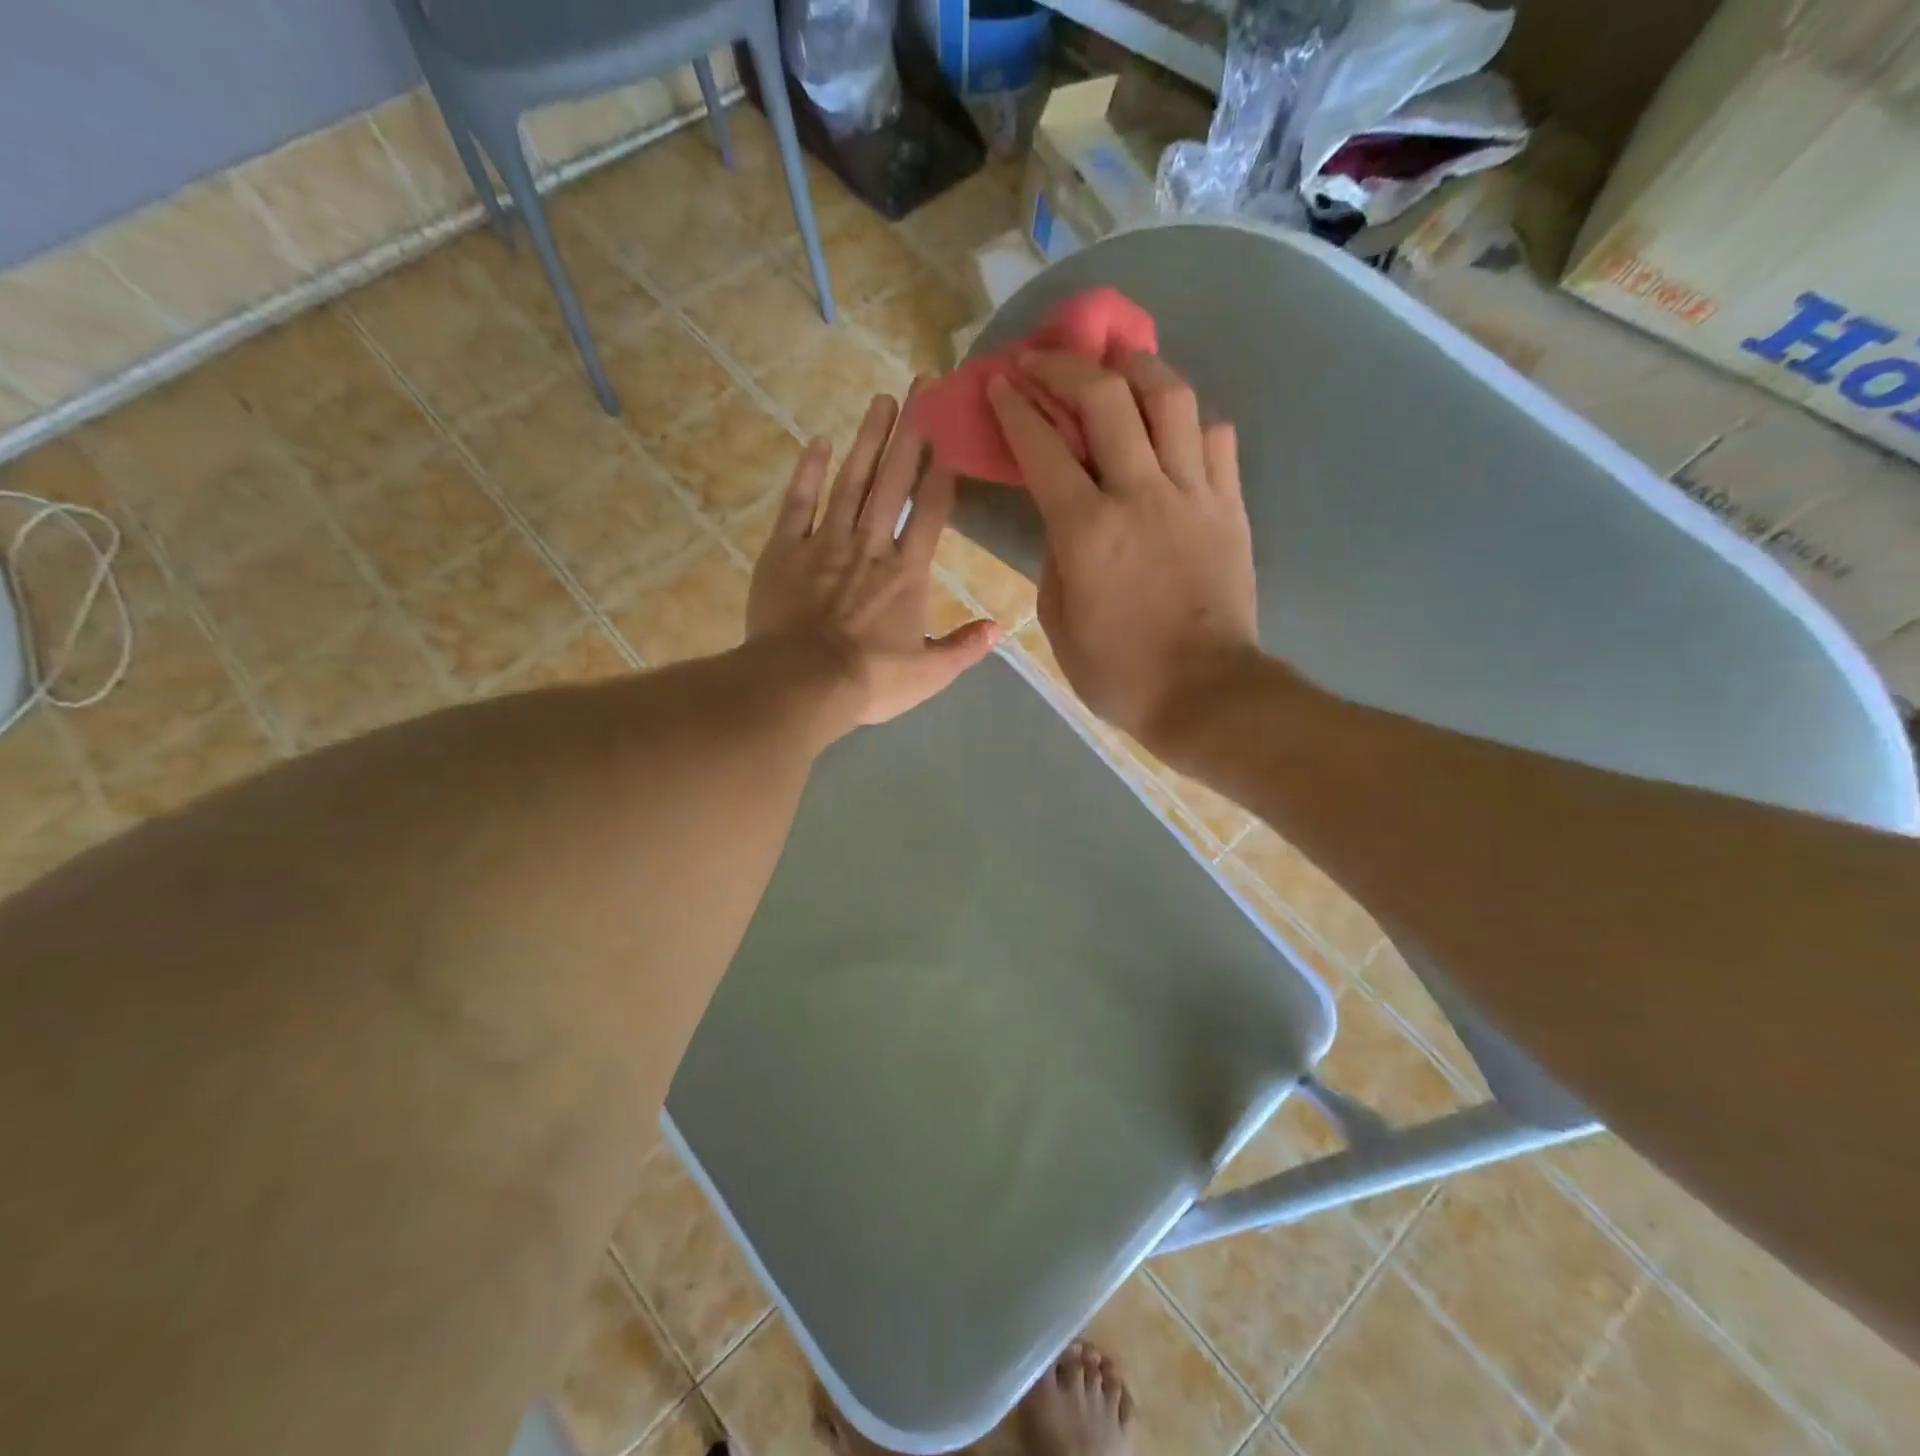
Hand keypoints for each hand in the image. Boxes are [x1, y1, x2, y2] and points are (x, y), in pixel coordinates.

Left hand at [748, 391, 1000, 732]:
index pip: (931, 510)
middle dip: (911, 433)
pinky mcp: (785, 551)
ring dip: (868, 439)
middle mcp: (871, 545)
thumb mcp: (929, 674)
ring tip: (881, 400)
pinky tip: (817, 441)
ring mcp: (825, 543)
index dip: (942, 469)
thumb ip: (965, 648)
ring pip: (851, 481)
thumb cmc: (869, 681)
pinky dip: (808, 472)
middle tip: (921, 385)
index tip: (950, 430)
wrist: (801, 684)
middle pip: (894, 481)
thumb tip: (1000, 627)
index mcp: (907, 572)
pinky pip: (798, 503)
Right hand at [986, 350, 1260, 748]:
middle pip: (1106, 398)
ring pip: (1171, 399)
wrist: (1205, 693)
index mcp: (1087, 530)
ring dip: (1137, 367)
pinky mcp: (1230, 506)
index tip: (999, 382)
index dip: (1015, 407)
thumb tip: (1063, 518)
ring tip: (1118, 360)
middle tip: (1045, 358)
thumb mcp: (1059, 622)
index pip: (1043, 446)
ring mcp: (1193, 494)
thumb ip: (1055, 558)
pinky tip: (1172, 425)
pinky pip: (1216, 438)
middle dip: (1066, 365)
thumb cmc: (1119, 672)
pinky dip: (1189, 420)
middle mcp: (1140, 494)